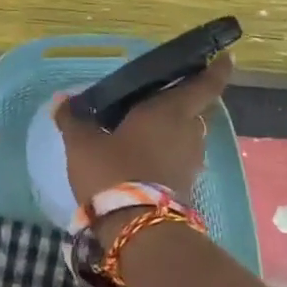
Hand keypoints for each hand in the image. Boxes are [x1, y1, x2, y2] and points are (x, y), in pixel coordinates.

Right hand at [57, 54, 232, 206]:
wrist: (138, 229)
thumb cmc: (114, 172)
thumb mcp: (83, 144)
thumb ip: (74, 120)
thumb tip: (61, 100)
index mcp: (171, 110)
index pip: (205, 84)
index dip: (217, 69)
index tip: (224, 57)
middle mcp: (189, 131)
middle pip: (196, 109)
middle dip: (184, 100)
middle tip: (160, 95)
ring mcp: (191, 161)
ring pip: (188, 135)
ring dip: (174, 129)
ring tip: (146, 127)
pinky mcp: (186, 186)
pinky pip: (179, 158)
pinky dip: (167, 153)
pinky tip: (144, 156)